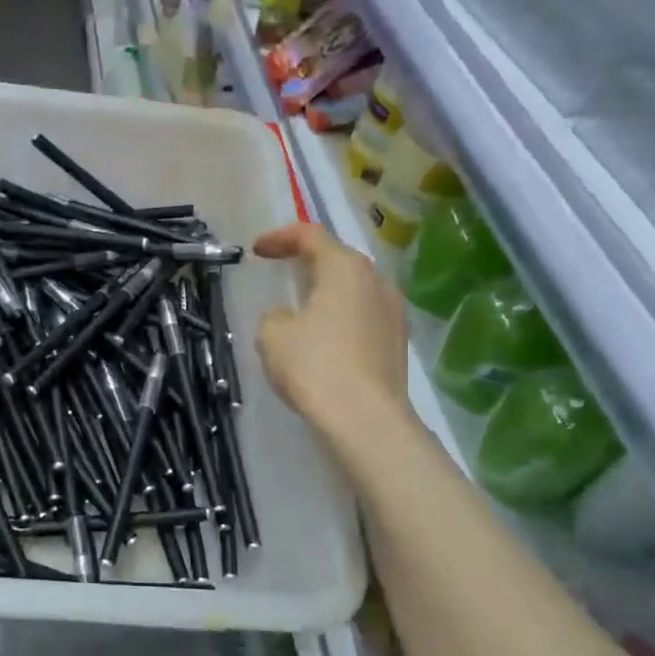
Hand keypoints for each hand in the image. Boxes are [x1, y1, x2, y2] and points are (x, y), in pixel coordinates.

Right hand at [253, 222, 409, 434]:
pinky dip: (340, 319)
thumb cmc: (314, 366)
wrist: (365, 419)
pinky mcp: (398, 343)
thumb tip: (289, 317)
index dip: (280, 238)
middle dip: (307, 262)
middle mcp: (377, 282)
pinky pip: (363, 318)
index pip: (311, 236)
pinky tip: (324, 341)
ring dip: (327, 293)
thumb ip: (275, 315)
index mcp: (345, 269)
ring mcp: (394, 313)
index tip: (256, 250)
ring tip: (302, 309)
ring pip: (354, 291)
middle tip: (282, 271)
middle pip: (338, 260)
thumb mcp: (273, 335)